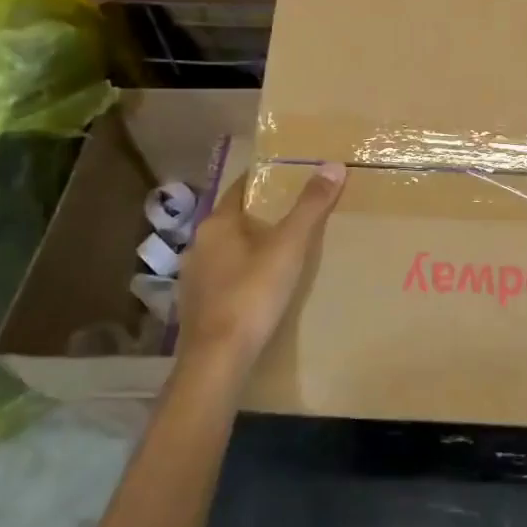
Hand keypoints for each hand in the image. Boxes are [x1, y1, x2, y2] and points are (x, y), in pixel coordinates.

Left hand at [177, 162, 346, 372]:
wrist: (218, 361)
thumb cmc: (252, 294)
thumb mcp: (289, 246)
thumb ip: (310, 206)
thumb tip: (332, 166)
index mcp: (216, 224)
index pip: (239, 188)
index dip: (264, 182)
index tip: (289, 179)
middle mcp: (198, 245)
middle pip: (234, 220)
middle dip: (262, 217)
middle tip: (295, 215)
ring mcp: (193, 278)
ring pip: (227, 251)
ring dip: (250, 248)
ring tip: (282, 253)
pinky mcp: (196, 307)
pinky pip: (223, 279)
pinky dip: (242, 275)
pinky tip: (261, 288)